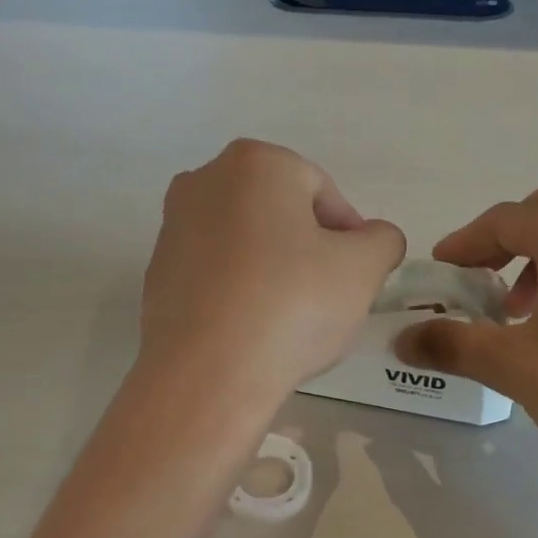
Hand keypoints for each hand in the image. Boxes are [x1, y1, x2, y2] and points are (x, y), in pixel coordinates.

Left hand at [140, 140, 405, 402]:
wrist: (207, 374)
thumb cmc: (292, 304)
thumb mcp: (363, 269)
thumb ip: (382, 241)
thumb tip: (374, 239)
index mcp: (256, 163)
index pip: (323, 192)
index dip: (350, 237)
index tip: (357, 278)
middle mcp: (204, 181)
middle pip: (280, 214)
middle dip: (308, 251)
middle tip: (327, 298)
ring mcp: (172, 229)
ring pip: (245, 245)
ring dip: (273, 272)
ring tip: (289, 321)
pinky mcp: (155, 275)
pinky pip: (215, 276)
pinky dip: (238, 294)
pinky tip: (251, 332)